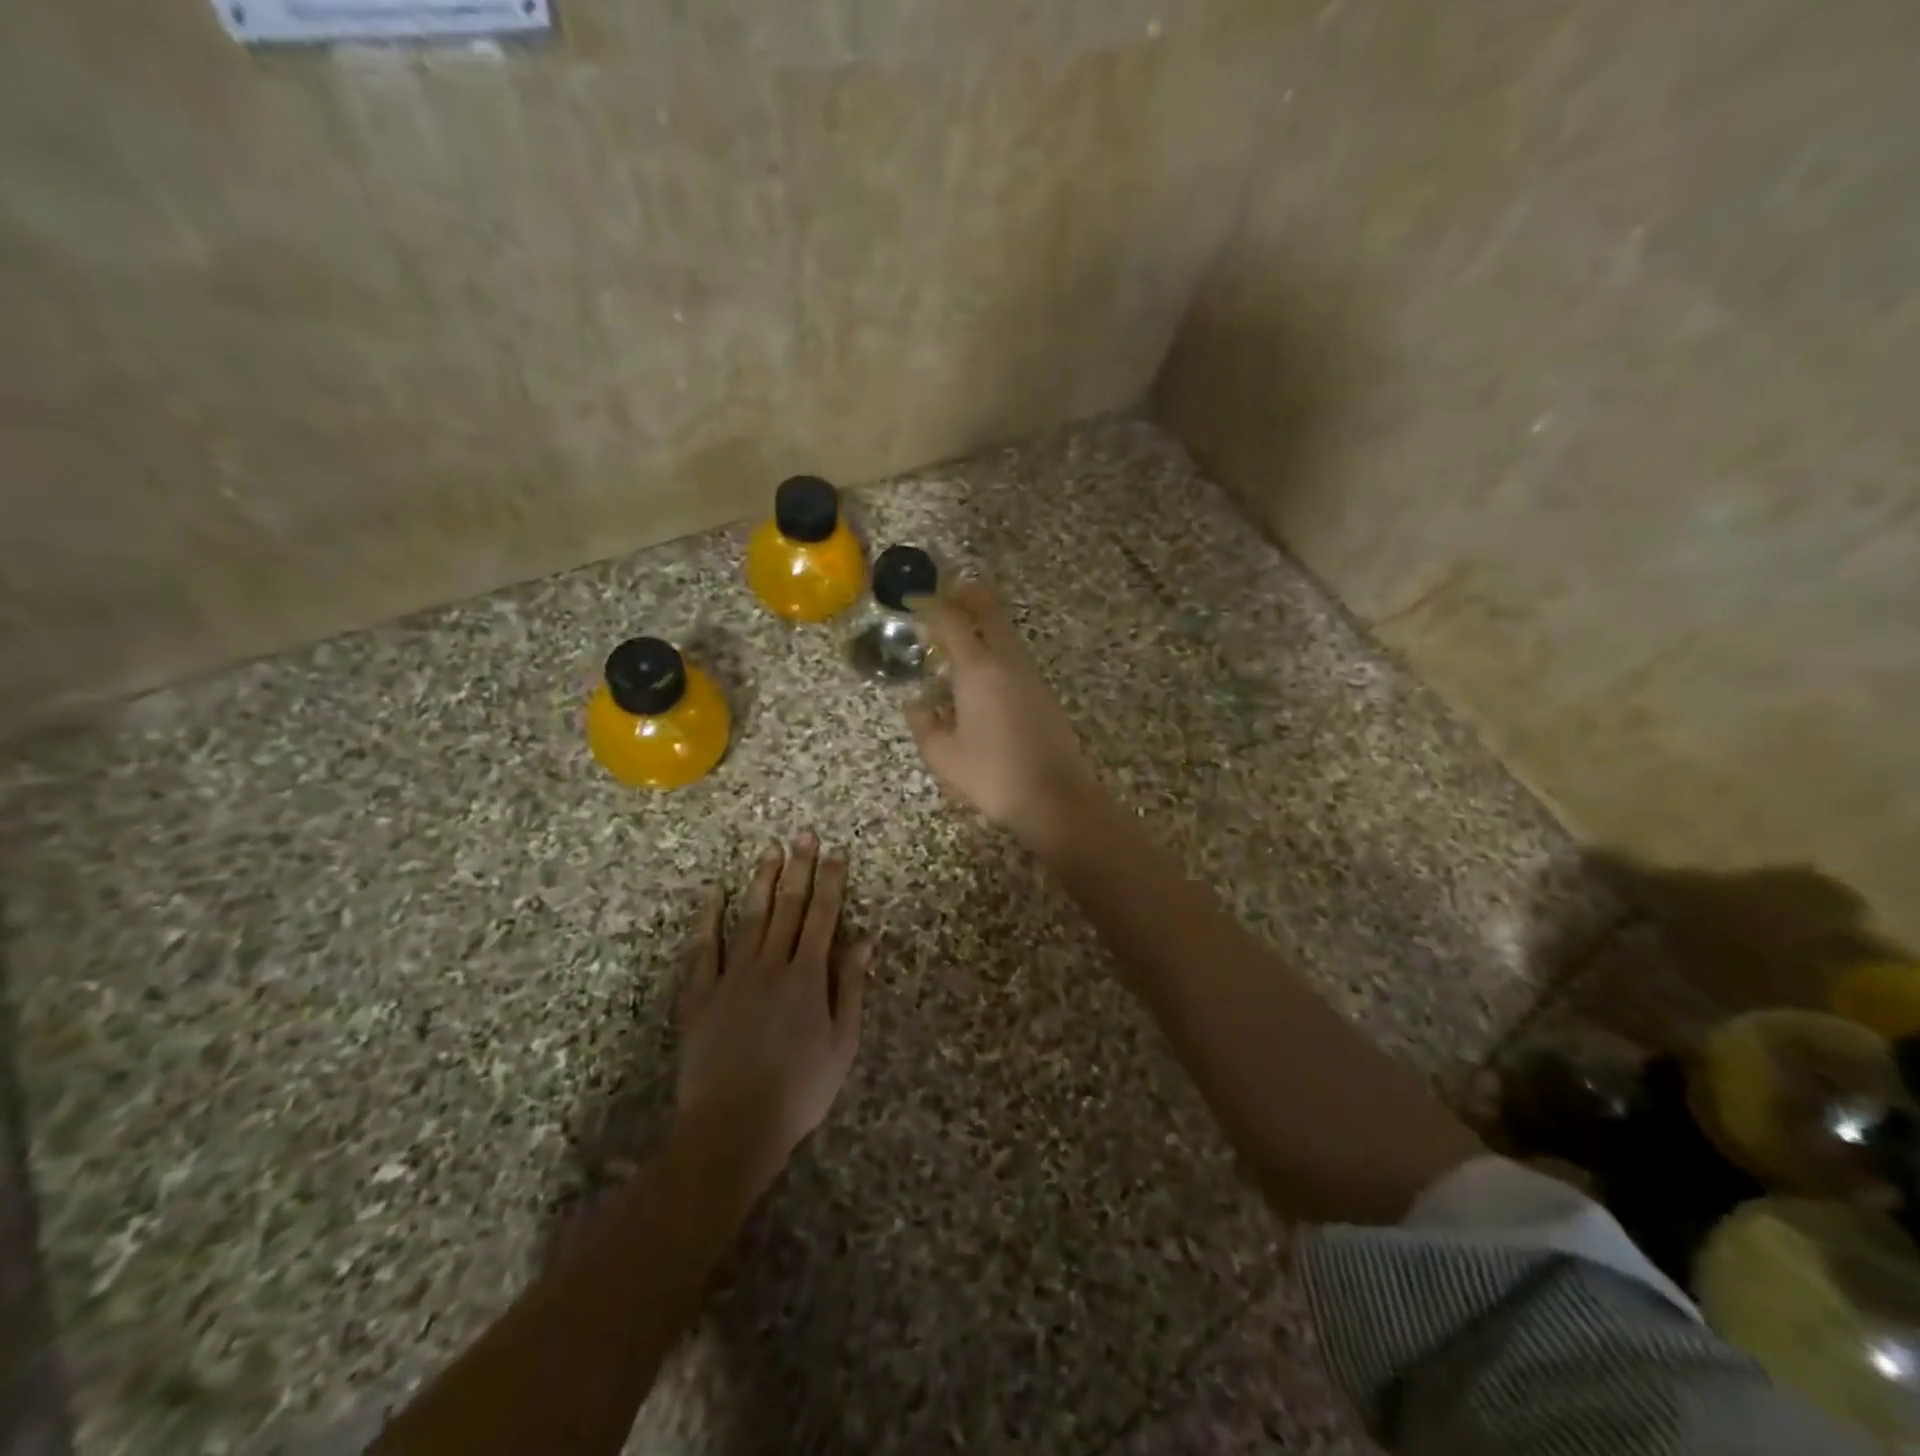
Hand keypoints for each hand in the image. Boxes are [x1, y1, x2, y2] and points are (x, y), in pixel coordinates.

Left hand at [674, 833, 871, 1196]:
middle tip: (804, 836)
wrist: (733, 1127)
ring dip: (762, 882)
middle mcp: (771, 965)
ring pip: (750, 917)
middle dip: (799, 869)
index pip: (823, 917)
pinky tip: (713, 893)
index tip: (836, 853)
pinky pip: (703, 948)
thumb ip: (850, 988)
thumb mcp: (842, 1044)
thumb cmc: (799, 1090)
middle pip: (788, 908)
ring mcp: (732, 977)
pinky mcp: (700, 994)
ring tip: (771, 852)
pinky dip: (708, 919)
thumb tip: (864, 940)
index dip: (831, 882)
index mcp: (808, 977)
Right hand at [905, 582, 1102, 851]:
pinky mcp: (1043, 692)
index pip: (952, 620)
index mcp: (978, 669)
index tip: (912, 600)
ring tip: (954, 640)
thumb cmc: (993, 776)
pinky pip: (1013, 654)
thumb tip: (918, 704)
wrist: (1055, 798)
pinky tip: (978, 675)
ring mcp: (1030, 674)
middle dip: (963, 596)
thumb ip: (924, 724)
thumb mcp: (944, 756)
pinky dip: (992, 648)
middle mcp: (1007, 661)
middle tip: (941, 600)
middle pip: (989, 609)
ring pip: (1004, 631)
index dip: (930, 604)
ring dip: (980, 624)